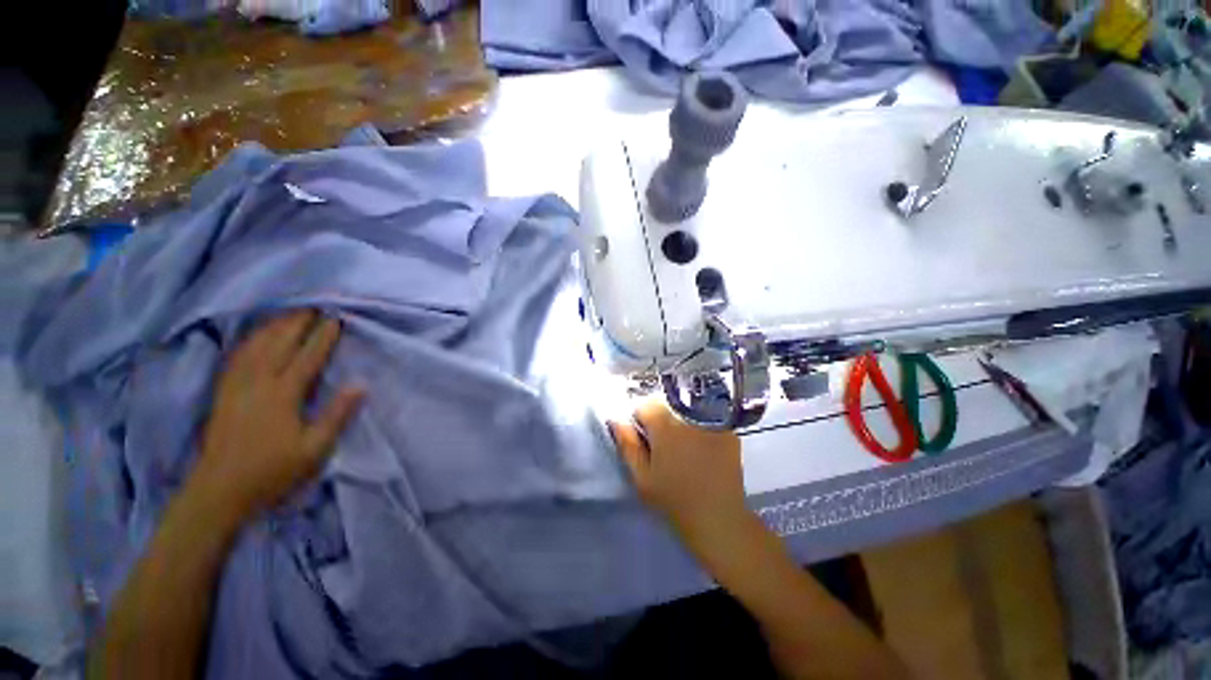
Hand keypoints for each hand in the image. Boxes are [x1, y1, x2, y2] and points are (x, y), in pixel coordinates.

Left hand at [189, 310, 362, 523]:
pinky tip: (256, 336)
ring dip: (273, 327)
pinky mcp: (223, 393)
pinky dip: (249, 341)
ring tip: (288, 313)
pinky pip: (237, 358)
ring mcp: (237, 386)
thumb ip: (337, 414)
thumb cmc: (272, 471)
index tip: (335, 318)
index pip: (307, 357)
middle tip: (312, 305)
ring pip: (255, 347)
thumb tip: (361, 384)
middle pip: (278, 344)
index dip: (322, 336)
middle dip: (297, 323)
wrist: (218, 491)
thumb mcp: (314, 449)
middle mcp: (258, 383)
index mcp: (283, 395)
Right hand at [608, 401, 755, 563]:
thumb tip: (615, 419)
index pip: (643, 405)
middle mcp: (689, 413)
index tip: (646, 441)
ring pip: (686, 410)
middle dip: (661, 420)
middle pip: (666, 404)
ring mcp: (713, 420)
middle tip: (666, 448)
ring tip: (685, 450)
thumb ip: (627, 444)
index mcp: (664, 423)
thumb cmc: (674, 499)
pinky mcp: (729, 430)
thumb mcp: (642, 476)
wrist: (719, 518)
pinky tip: (703, 451)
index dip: (640, 422)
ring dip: (681, 422)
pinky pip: (706, 419)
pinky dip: (700, 428)